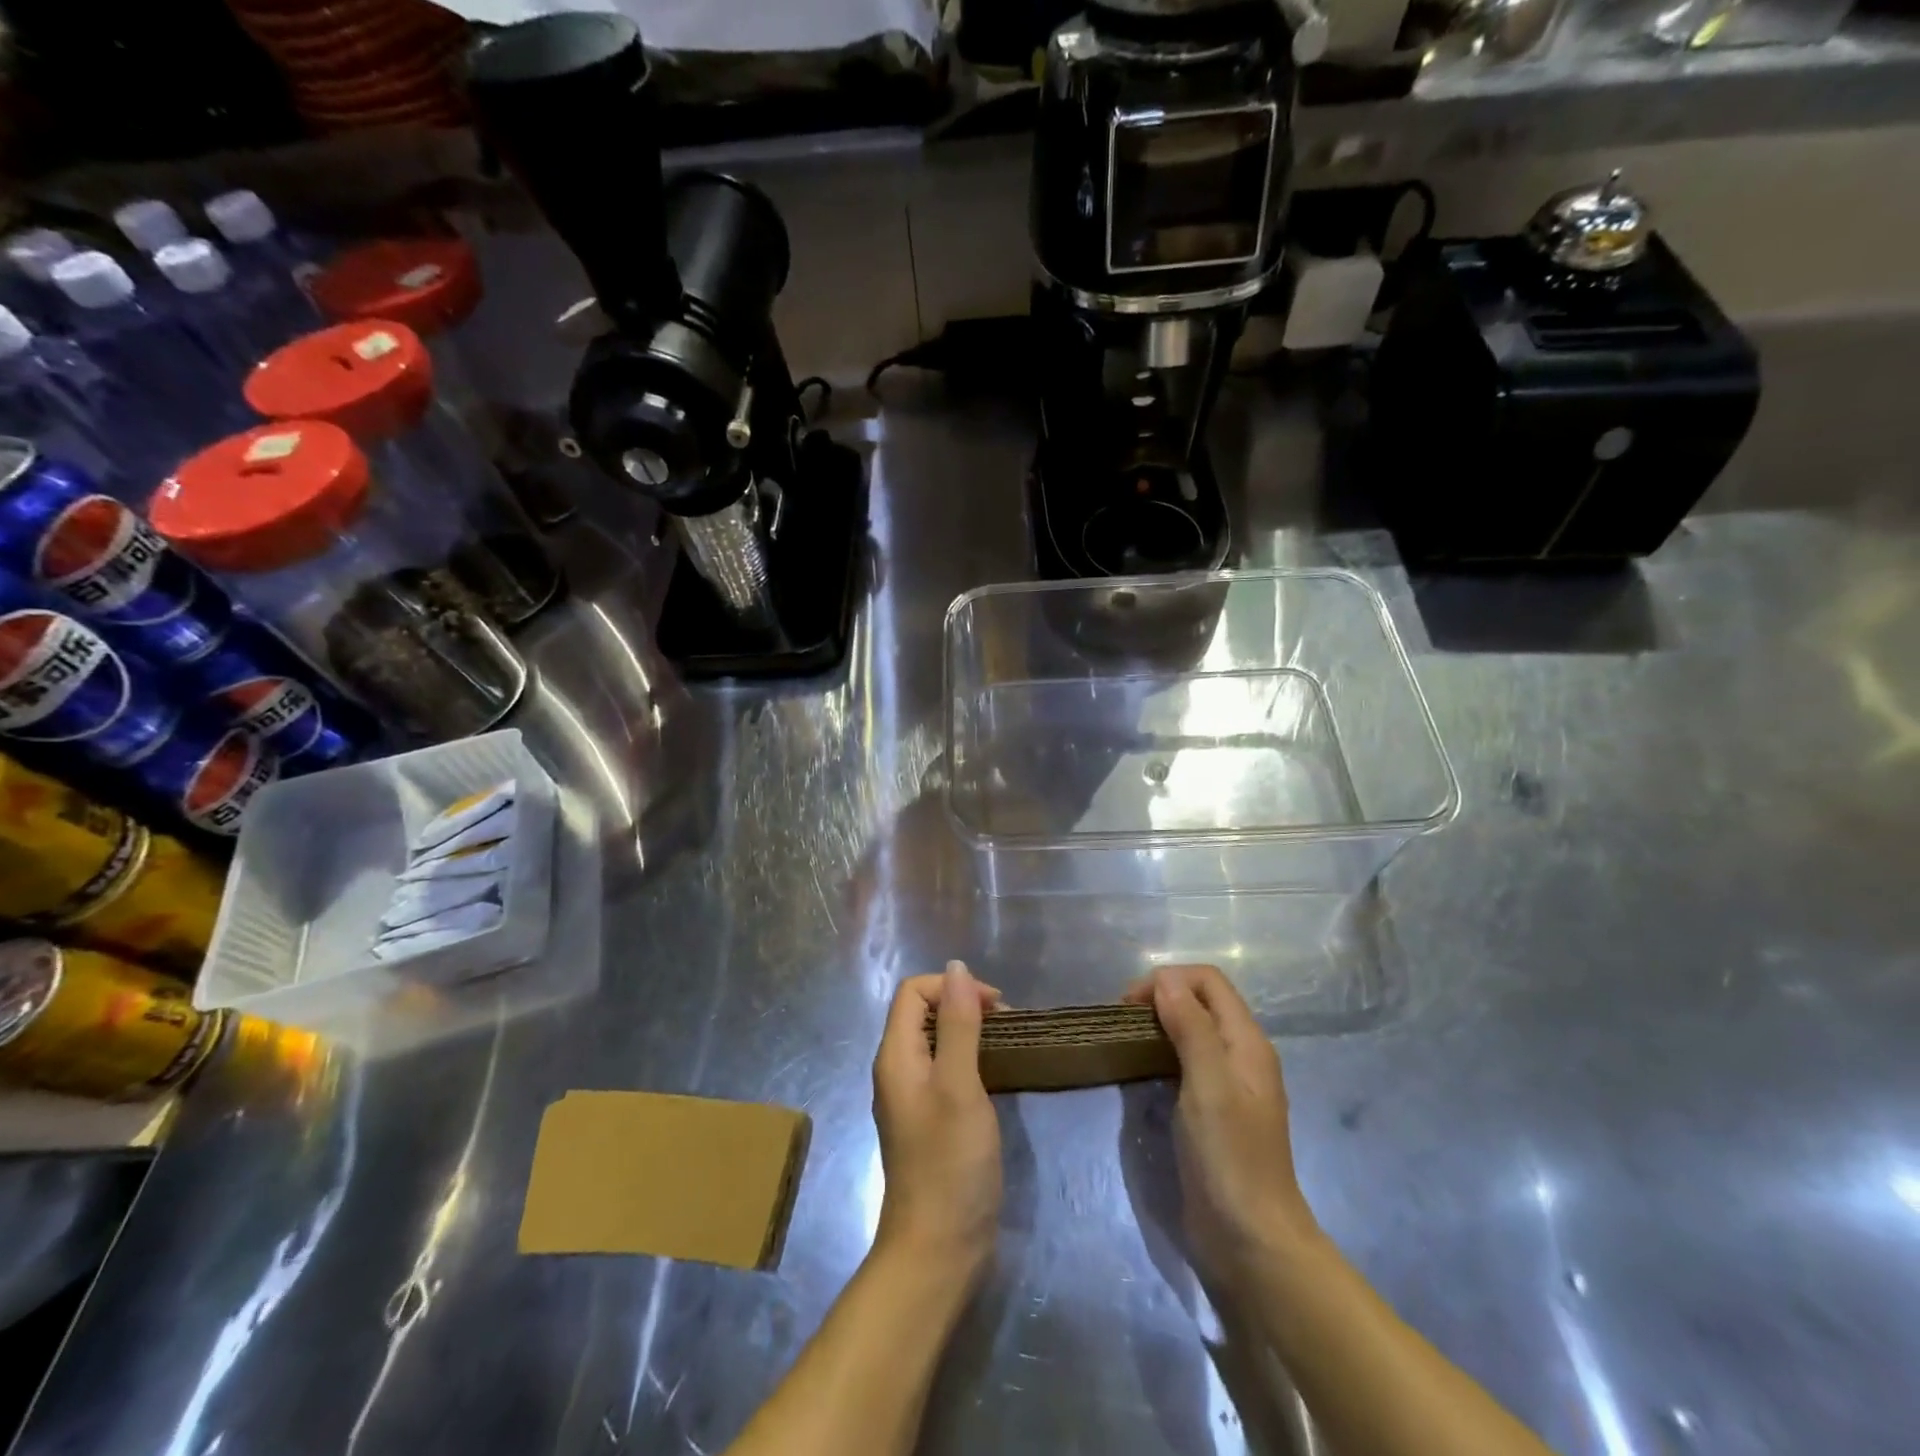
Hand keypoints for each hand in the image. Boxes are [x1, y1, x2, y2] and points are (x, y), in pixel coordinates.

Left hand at [871, 961, 1002, 1276]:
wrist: (938, 1250)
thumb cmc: (950, 1163)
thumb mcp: (959, 1085)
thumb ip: (958, 1023)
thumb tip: (956, 968)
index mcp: (896, 1055)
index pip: (913, 991)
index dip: (952, 986)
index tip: (995, 1007)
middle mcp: (897, 1070)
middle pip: (923, 1012)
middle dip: (964, 1005)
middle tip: (1007, 1025)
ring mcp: (912, 1097)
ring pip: (937, 1040)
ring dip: (970, 1031)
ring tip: (1007, 1045)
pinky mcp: (930, 1119)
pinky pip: (946, 1069)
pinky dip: (970, 1059)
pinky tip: (996, 1075)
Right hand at [1124, 964, 1319, 1284]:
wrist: (1251, 1241)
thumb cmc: (1230, 1158)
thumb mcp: (1209, 1085)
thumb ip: (1191, 1027)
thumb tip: (1165, 979)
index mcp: (1246, 1042)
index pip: (1208, 981)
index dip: (1168, 980)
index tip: (1130, 1006)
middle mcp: (1240, 1055)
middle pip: (1200, 1001)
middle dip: (1161, 997)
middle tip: (1123, 1022)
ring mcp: (1228, 1084)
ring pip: (1192, 1030)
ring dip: (1159, 1024)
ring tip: (1127, 1041)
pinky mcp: (1212, 1110)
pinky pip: (1186, 1061)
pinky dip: (1162, 1052)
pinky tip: (1143, 1071)